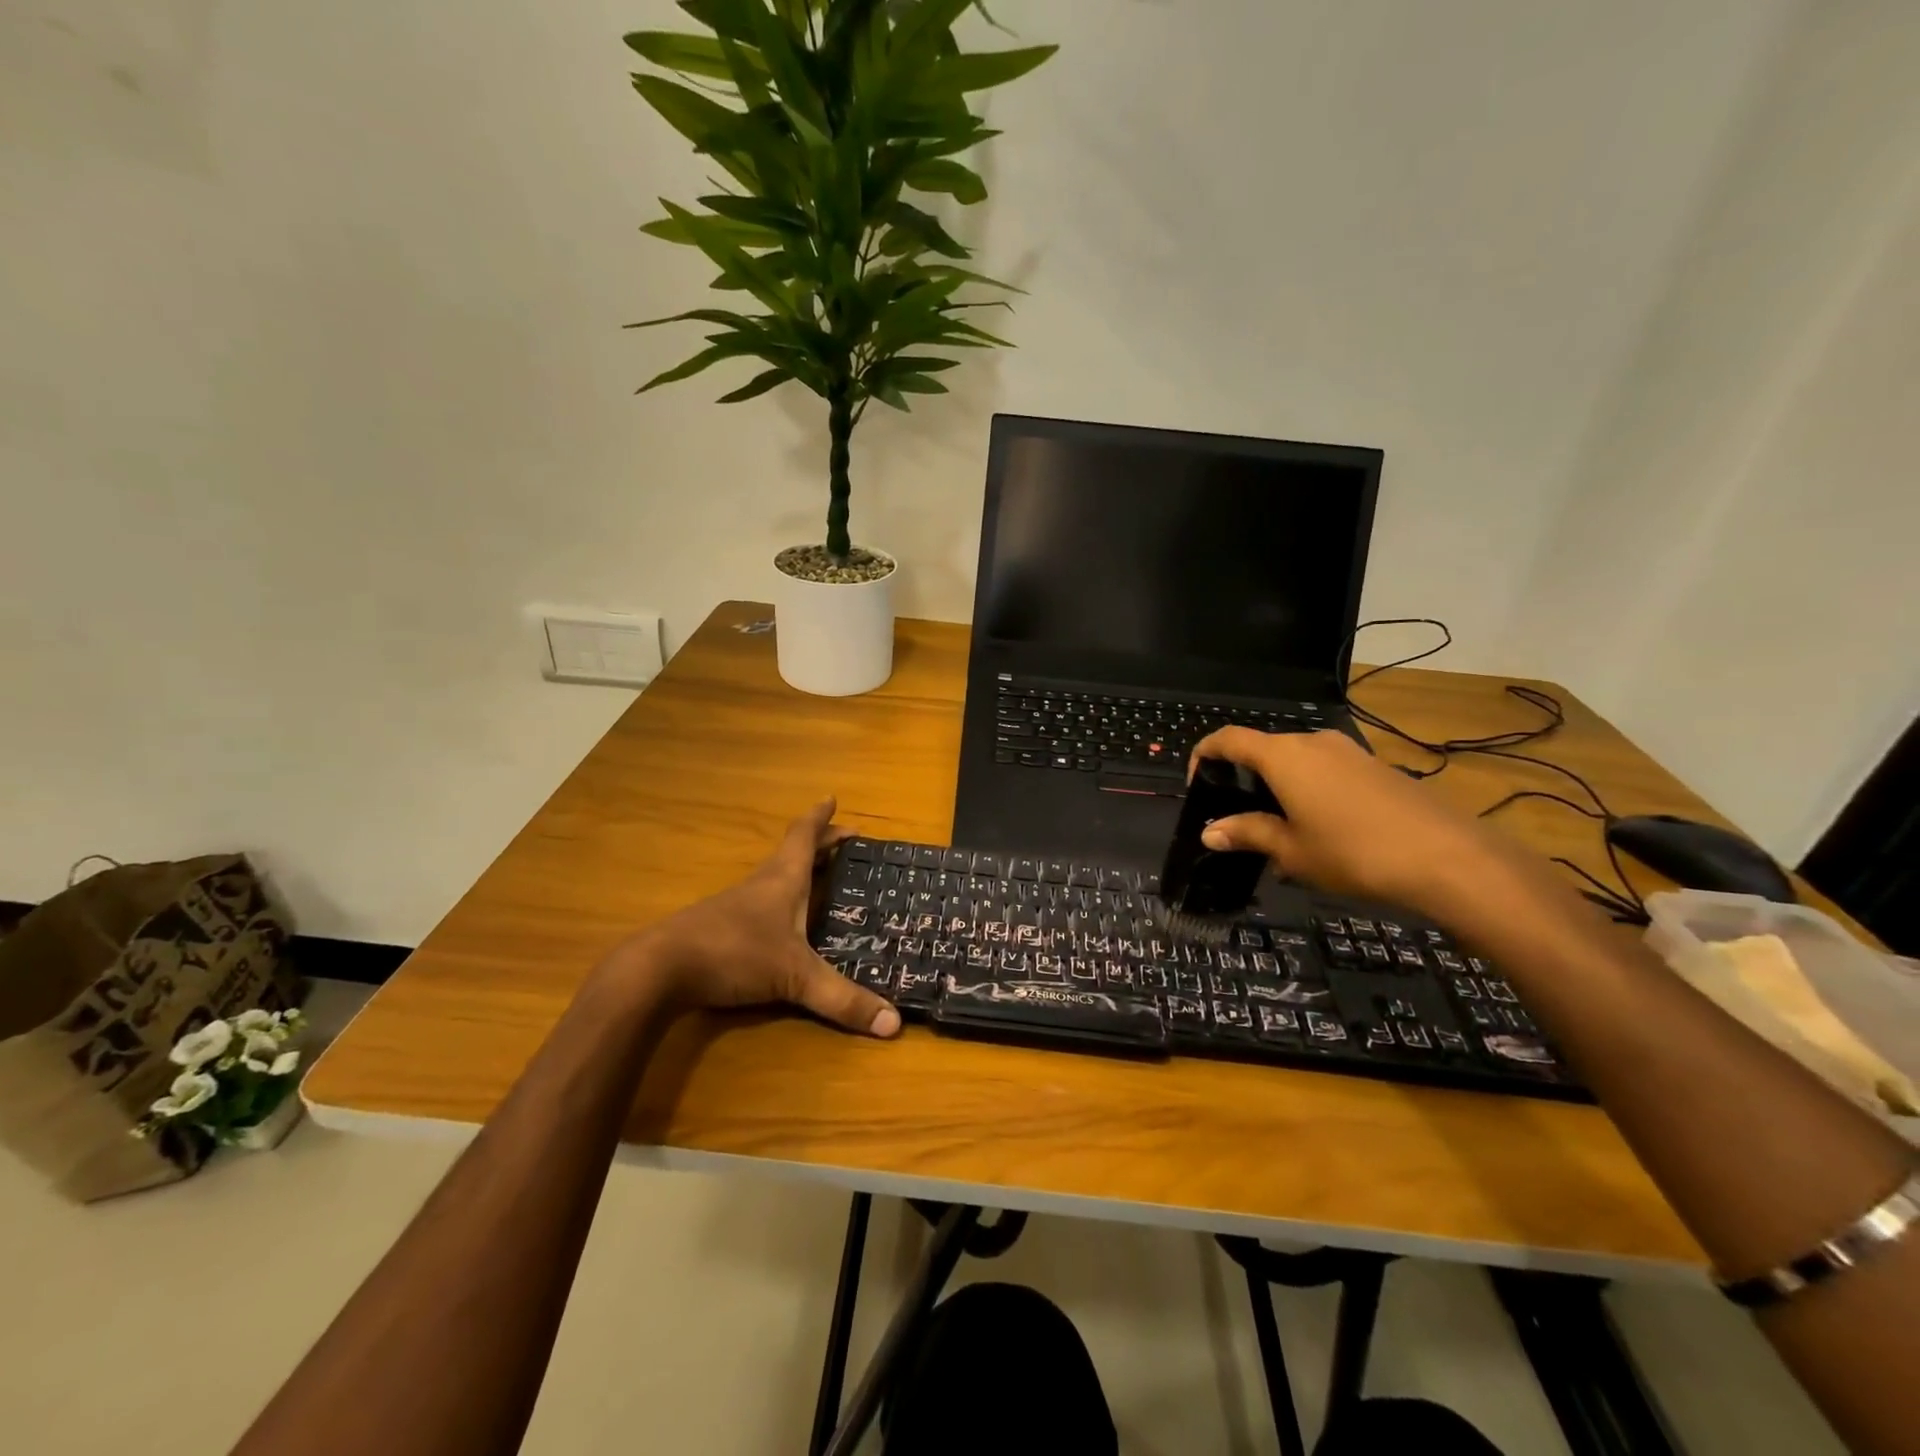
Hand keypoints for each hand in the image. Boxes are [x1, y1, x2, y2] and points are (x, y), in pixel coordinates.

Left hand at [626, 800, 900, 1038]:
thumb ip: (842, 999)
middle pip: (793, 853)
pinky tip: (785, 922)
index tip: (832, 798)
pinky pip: (762, 902)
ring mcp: (738, 905)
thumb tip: (894, 1024)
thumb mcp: (796, 978)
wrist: (660, 969)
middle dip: (821, 844)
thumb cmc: (735, 953)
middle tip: (846, 840)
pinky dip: (782, 900)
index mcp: (783, 879)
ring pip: (776, 877)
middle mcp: (762, 884)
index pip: (804, 836)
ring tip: (823, 877)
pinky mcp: (721, 928)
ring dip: (801, 871)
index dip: (821, 819)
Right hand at [1185, 728, 1517, 917]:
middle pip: (1263, 749)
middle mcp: (1312, 742)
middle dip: (1243, 779)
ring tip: (1279, 831)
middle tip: (1238, 819)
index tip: (1197, 785)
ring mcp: (1348, 751)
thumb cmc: (1352, 851)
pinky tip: (1320, 830)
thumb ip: (1248, 834)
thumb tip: (1210, 832)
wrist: (1447, 856)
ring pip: (1296, 761)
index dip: (1203, 755)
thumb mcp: (1291, 849)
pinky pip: (1325, 771)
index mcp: (1282, 755)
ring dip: (1278, 787)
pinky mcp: (1374, 767)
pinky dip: (1309, 790)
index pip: (1228, 739)